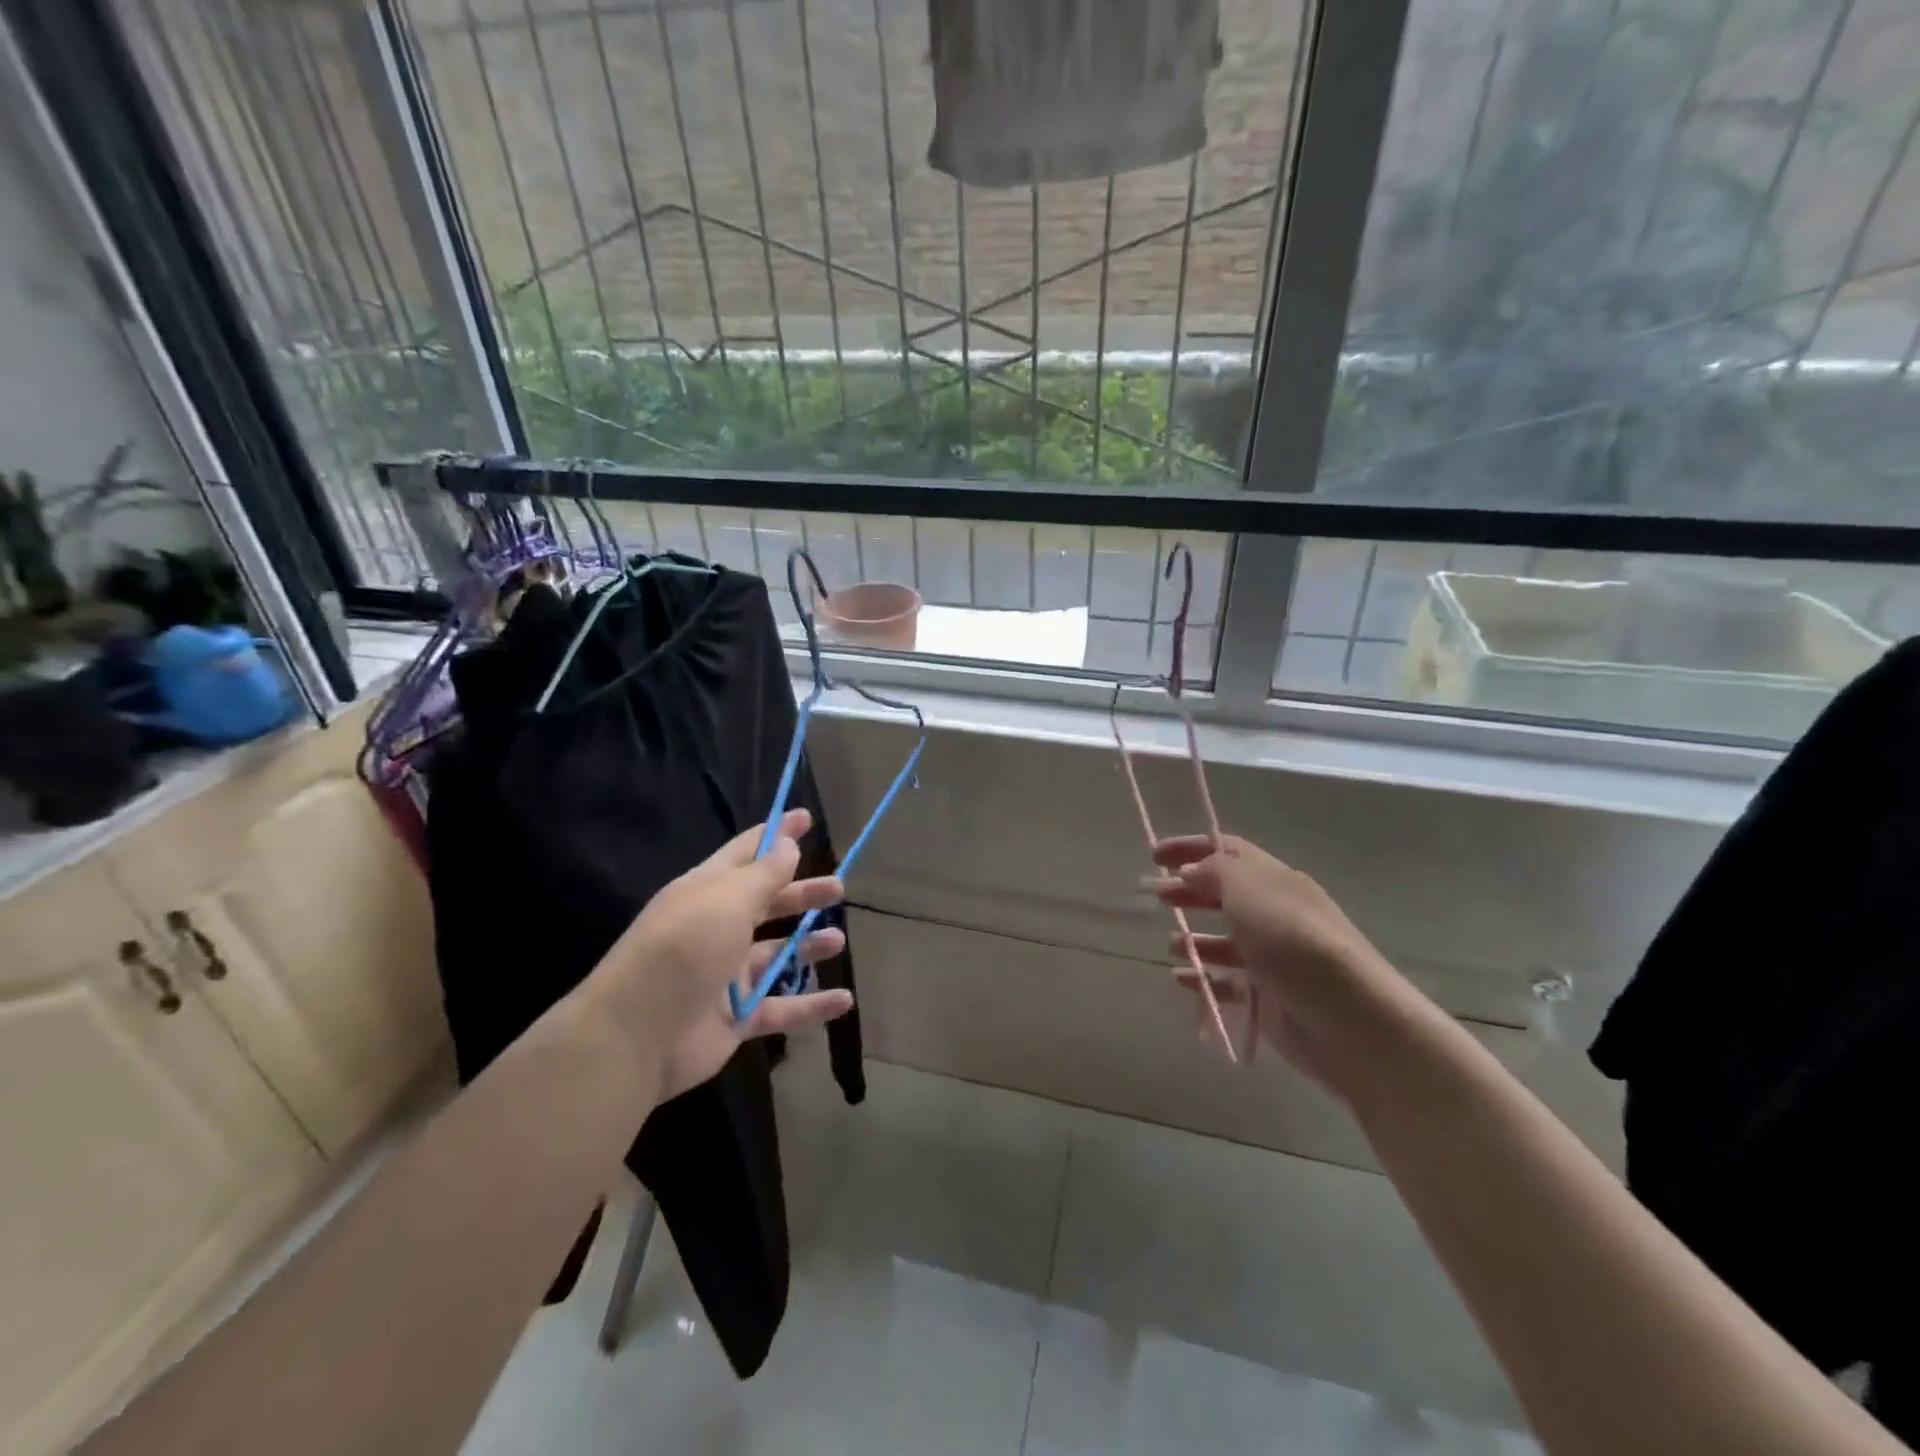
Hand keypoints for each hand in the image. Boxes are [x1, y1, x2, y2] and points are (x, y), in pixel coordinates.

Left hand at [581, 808, 852, 1102]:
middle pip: (767, 904)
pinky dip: (813, 1005)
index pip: (747, 853)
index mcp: (707, 892)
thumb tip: (789, 844)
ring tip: (838, 940)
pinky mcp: (737, 1016)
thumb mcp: (728, 899)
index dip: (777, 835)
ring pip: (777, 955)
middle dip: (801, 894)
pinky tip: (844, 1000)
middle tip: (837, 888)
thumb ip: (765, 874)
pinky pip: (783, 1007)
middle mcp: (717, 928)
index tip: (807, 818)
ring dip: (809, 946)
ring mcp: (726, 974)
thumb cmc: (685, 947)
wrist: (638, 1033)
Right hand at [1151, 834, 1400, 1097]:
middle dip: (1190, 891)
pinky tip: (1182, 979)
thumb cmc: (1294, 943)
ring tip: (1171, 943)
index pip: (1228, 851)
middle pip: (1226, 894)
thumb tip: (1192, 870)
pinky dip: (1203, 977)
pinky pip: (1228, 982)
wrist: (1351, 1021)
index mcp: (1276, 881)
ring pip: (1227, 940)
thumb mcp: (1249, 892)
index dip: (1191, 847)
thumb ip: (1215, 873)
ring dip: (1196, 938)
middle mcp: (1276, 913)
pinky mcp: (1270, 997)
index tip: (1154, 855)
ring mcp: (1274, 958)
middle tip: (1157, 896)